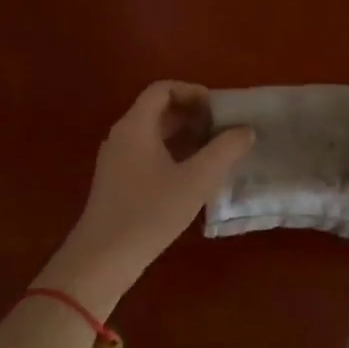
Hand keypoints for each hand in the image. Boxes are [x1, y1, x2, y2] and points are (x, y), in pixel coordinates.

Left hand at [37, 81, 253, 311]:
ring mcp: (116, 159)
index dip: (192, 92)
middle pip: (157, 109)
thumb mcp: (196, 181)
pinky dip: (172, 153)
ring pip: (153, 133)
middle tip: (222, 129)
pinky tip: (192, 175)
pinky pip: (147, 153)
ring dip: (184, 135)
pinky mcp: (117, 181)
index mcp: (135, 126)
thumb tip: (245, 130)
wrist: (103, 258)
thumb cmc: (150, 213)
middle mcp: (122, 136)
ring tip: (214, 151)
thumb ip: (224, 151)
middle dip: (192, 114)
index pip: (162, 89)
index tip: (218, 109)